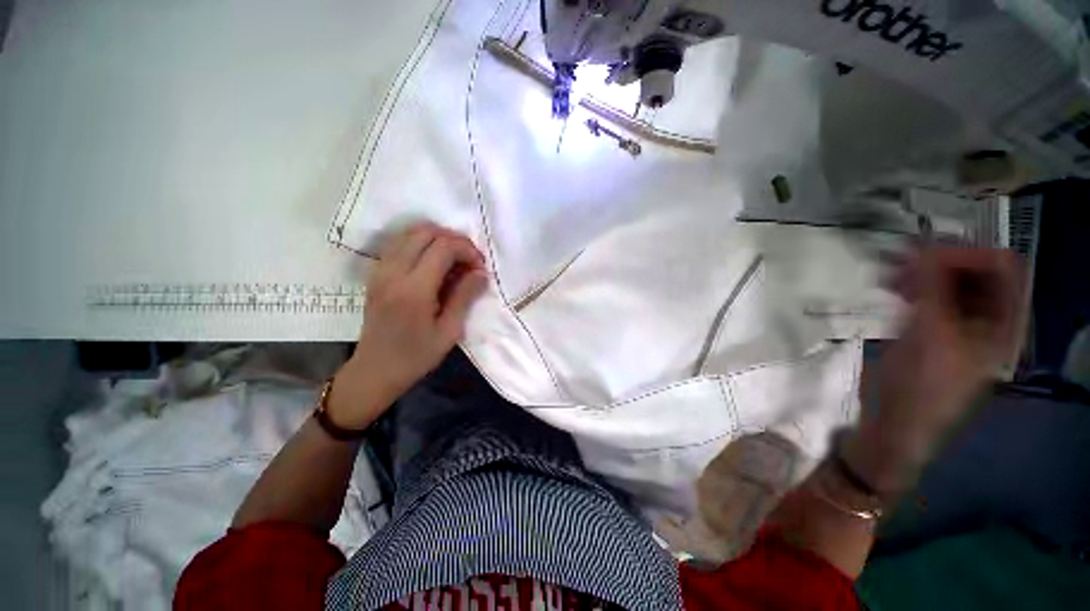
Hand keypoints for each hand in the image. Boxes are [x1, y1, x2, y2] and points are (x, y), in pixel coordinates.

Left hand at [330, 223, 487, 428]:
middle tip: (468, 260)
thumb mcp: (449, 331)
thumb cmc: (416, 356)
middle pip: (425, 232)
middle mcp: (393, 272)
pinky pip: (399, 243)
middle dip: (454, 240)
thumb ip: (465, 296)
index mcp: (414, 289)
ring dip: (437, 239)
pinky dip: (420, 243)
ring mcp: (380, 270)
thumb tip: (482, 272)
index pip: (443, 247)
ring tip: (453, 259)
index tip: (479, 266)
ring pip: (410, 232)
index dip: (466, 249)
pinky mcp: (376, 273)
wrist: (375, 370)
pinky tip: (433, 263)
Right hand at [845, 247, 1025, 493]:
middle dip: (940, 260)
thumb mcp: (930, 336)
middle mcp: (989, 319)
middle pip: (976, 271)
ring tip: (888, 275)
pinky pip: (932, 296)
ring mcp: (962, 324)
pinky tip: (890, 288)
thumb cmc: (920, 387)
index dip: (968, 253)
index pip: (1003, 268)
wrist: (896, 423)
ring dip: (922, 272)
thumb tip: (925, 246)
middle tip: (898, 261)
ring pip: (951, 282)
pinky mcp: (936, 329)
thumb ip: (934, 289)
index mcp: (1004, 323)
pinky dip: (913, 286)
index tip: (923, 253)